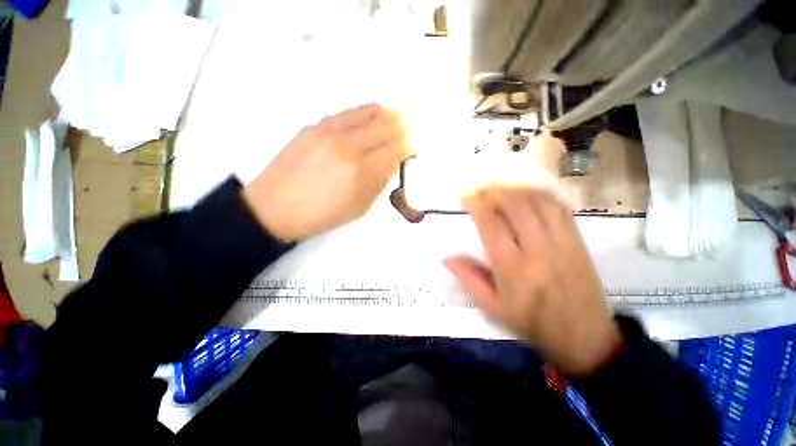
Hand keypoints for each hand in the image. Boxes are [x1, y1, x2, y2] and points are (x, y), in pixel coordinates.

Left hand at [243, 104, 408, 241]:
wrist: (273, 208)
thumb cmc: (321, 216)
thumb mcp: (359, 207)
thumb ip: (380, 181)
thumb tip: (394, 160)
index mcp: (361, 170)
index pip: (397, 146)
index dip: (412, 141)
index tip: (419, 139)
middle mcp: (348, 144)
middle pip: (387, 123)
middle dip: (408, 120)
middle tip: (421, 114)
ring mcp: (329, 130)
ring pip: (369, 110)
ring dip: (390, 110)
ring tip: (401, 111)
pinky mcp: (314, 125)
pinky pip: (349, 112)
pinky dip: (367, 112)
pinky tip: (373, 116)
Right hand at [443, 187, 622, 375]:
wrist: (585, 337)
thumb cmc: (533, 324)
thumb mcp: (494, 308)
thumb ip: (469, 279)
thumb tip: (445, 257)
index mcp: (512, 269)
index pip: (491, 225)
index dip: (477, 204)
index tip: (466, 193)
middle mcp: (537, 250)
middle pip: (515, 206)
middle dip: (494, 189)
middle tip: (479, 182)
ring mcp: (561, 242)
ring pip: (537, 202)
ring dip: (516, 186)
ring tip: (499, 180)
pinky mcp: (577, 240)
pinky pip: (558, 207)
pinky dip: (540, 193)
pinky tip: (528, 188)